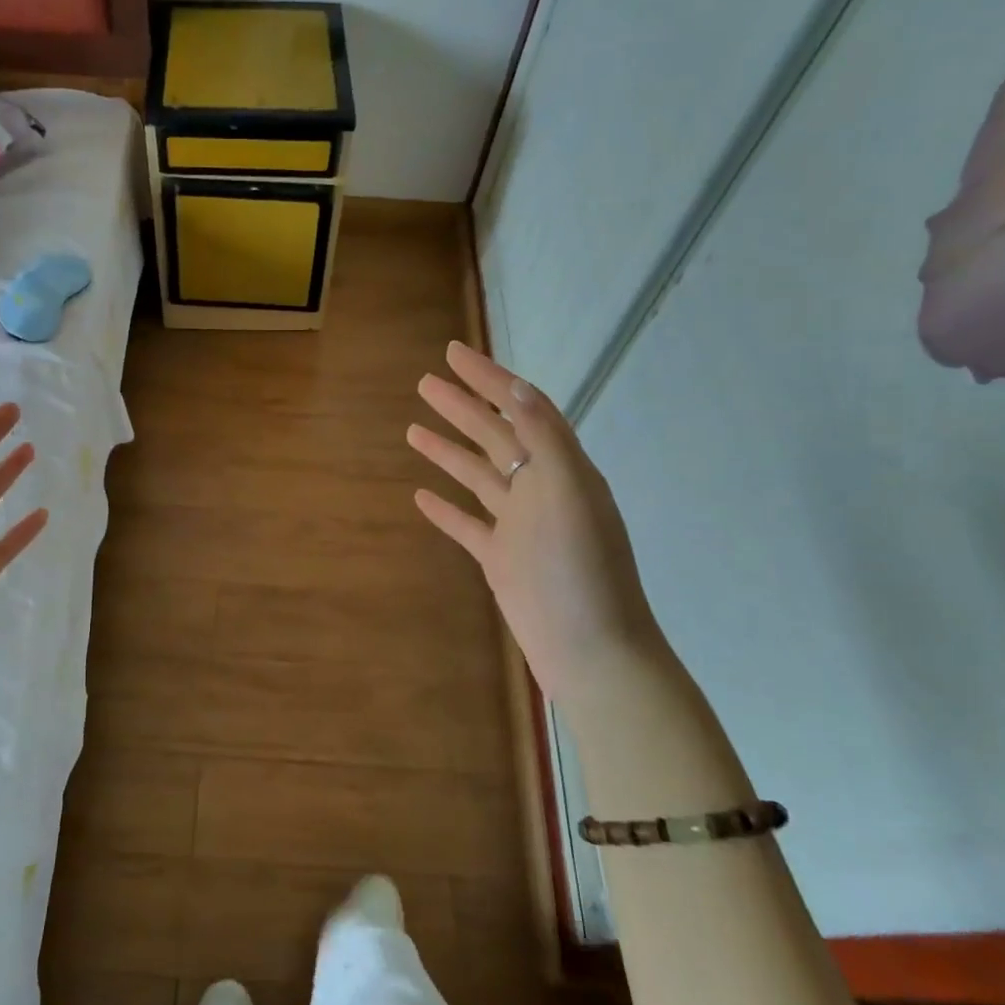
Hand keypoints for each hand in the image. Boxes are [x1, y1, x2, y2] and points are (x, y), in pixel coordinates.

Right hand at [408, 343, 663, 704]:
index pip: (521, 409)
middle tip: (425, 382)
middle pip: (494, 436)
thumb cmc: (581, 570)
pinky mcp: (501, 559)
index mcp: (561, 468)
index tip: (453, 354)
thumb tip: (517, 387)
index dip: (488, 378)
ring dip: (448, 451)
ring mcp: (519, 525)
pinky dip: (444, 508)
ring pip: (478, 476)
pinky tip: (420, 496)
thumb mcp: (569, 494)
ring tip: (413, 429)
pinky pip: (468, 524)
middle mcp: (540, 489)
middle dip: (461, 406)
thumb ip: (545, 439)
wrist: (591, 650)